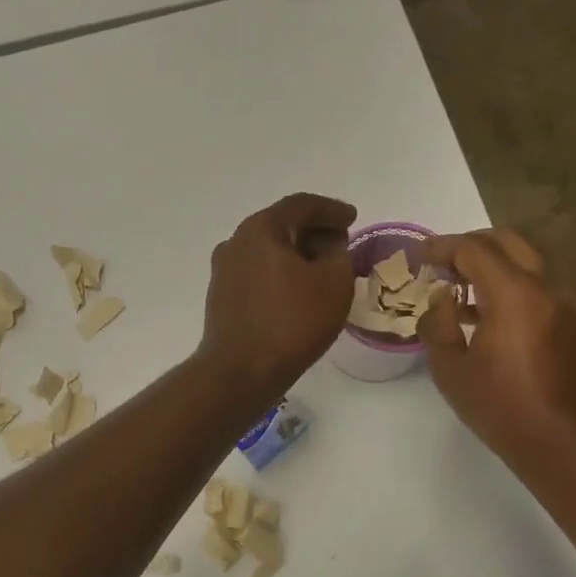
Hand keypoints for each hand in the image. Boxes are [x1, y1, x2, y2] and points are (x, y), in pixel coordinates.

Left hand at [198, 193, 357, 399]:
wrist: (240, 371)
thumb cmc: (291, 322)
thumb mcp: (334, 282)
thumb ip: (339, 253)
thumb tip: (329, 246)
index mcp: (261, 229)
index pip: (301, 205)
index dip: (332, 210)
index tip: (353, 218)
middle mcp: (236, 242)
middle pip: (281, 225)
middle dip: (314, 231)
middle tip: (341, 243)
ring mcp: (224, 271)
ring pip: (267, 251)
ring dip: (296, 254)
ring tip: (323, 269)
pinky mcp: (222, 297)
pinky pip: (257, 273)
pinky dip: (280, 273)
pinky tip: (298, 292)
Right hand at [418, 229, 575, 480]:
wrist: (567, 444)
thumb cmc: (502, 408)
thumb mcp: (450, 369)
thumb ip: (437, 324)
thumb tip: (441, 298)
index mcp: (514, 294)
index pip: (474, 250)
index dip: (442, 247)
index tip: (419, 253)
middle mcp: (548, 286)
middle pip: (508, 242)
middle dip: (472, 245)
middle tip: (443, 263)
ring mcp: (569, 302)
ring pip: (529, 261)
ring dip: (495, 264)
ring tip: (463, 290)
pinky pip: (541, 285)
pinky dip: (514, 284)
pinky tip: (491, 314)